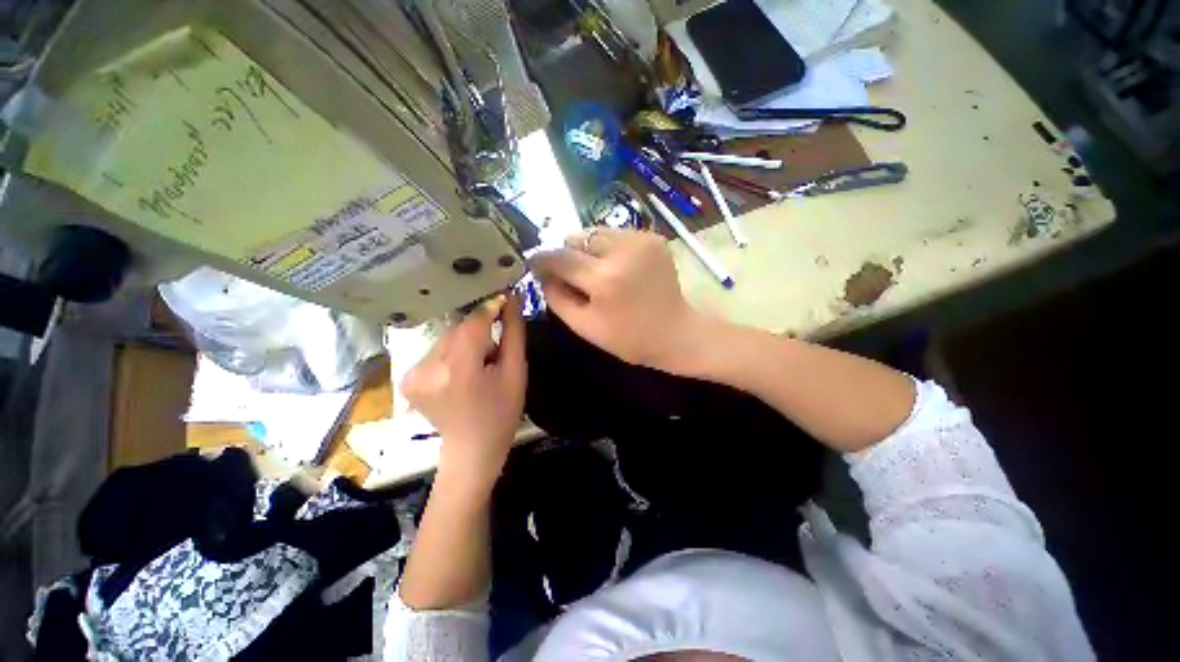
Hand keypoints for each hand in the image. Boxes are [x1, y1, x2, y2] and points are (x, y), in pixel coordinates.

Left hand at [401, 294, 526, 490]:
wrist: (472, 448)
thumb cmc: (502, 411)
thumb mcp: (516, 371)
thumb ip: (513, 332)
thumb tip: (511, 299)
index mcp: (458, 369)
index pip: (473, 323)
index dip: (490, 309)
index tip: (506, 299)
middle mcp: (428, 367)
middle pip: (459, 329)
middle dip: (480, 332)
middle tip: (494, 351)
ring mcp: (412, 374)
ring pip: (446, 337)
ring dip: (465, 342)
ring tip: (479, 364)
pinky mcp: (407, 378)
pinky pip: (435, 350)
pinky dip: (451, 353)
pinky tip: (461, 372)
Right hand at [530, 228, 704, 371]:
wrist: (676, 332)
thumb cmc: (629, 338)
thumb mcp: (585, 327)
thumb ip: (556, 298)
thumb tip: (543, 275)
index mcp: (604, 278)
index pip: (560, 257)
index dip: (542, 259)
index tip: (535, 264)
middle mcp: (622, 250)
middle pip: (577, 237)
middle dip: (568, 254)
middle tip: (573, 275)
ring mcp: (641, 240)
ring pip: (596, 232)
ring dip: (588, 249)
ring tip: (596, 271)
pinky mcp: (653, 238)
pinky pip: (616, 234)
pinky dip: (609, 248)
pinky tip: (618, 267)